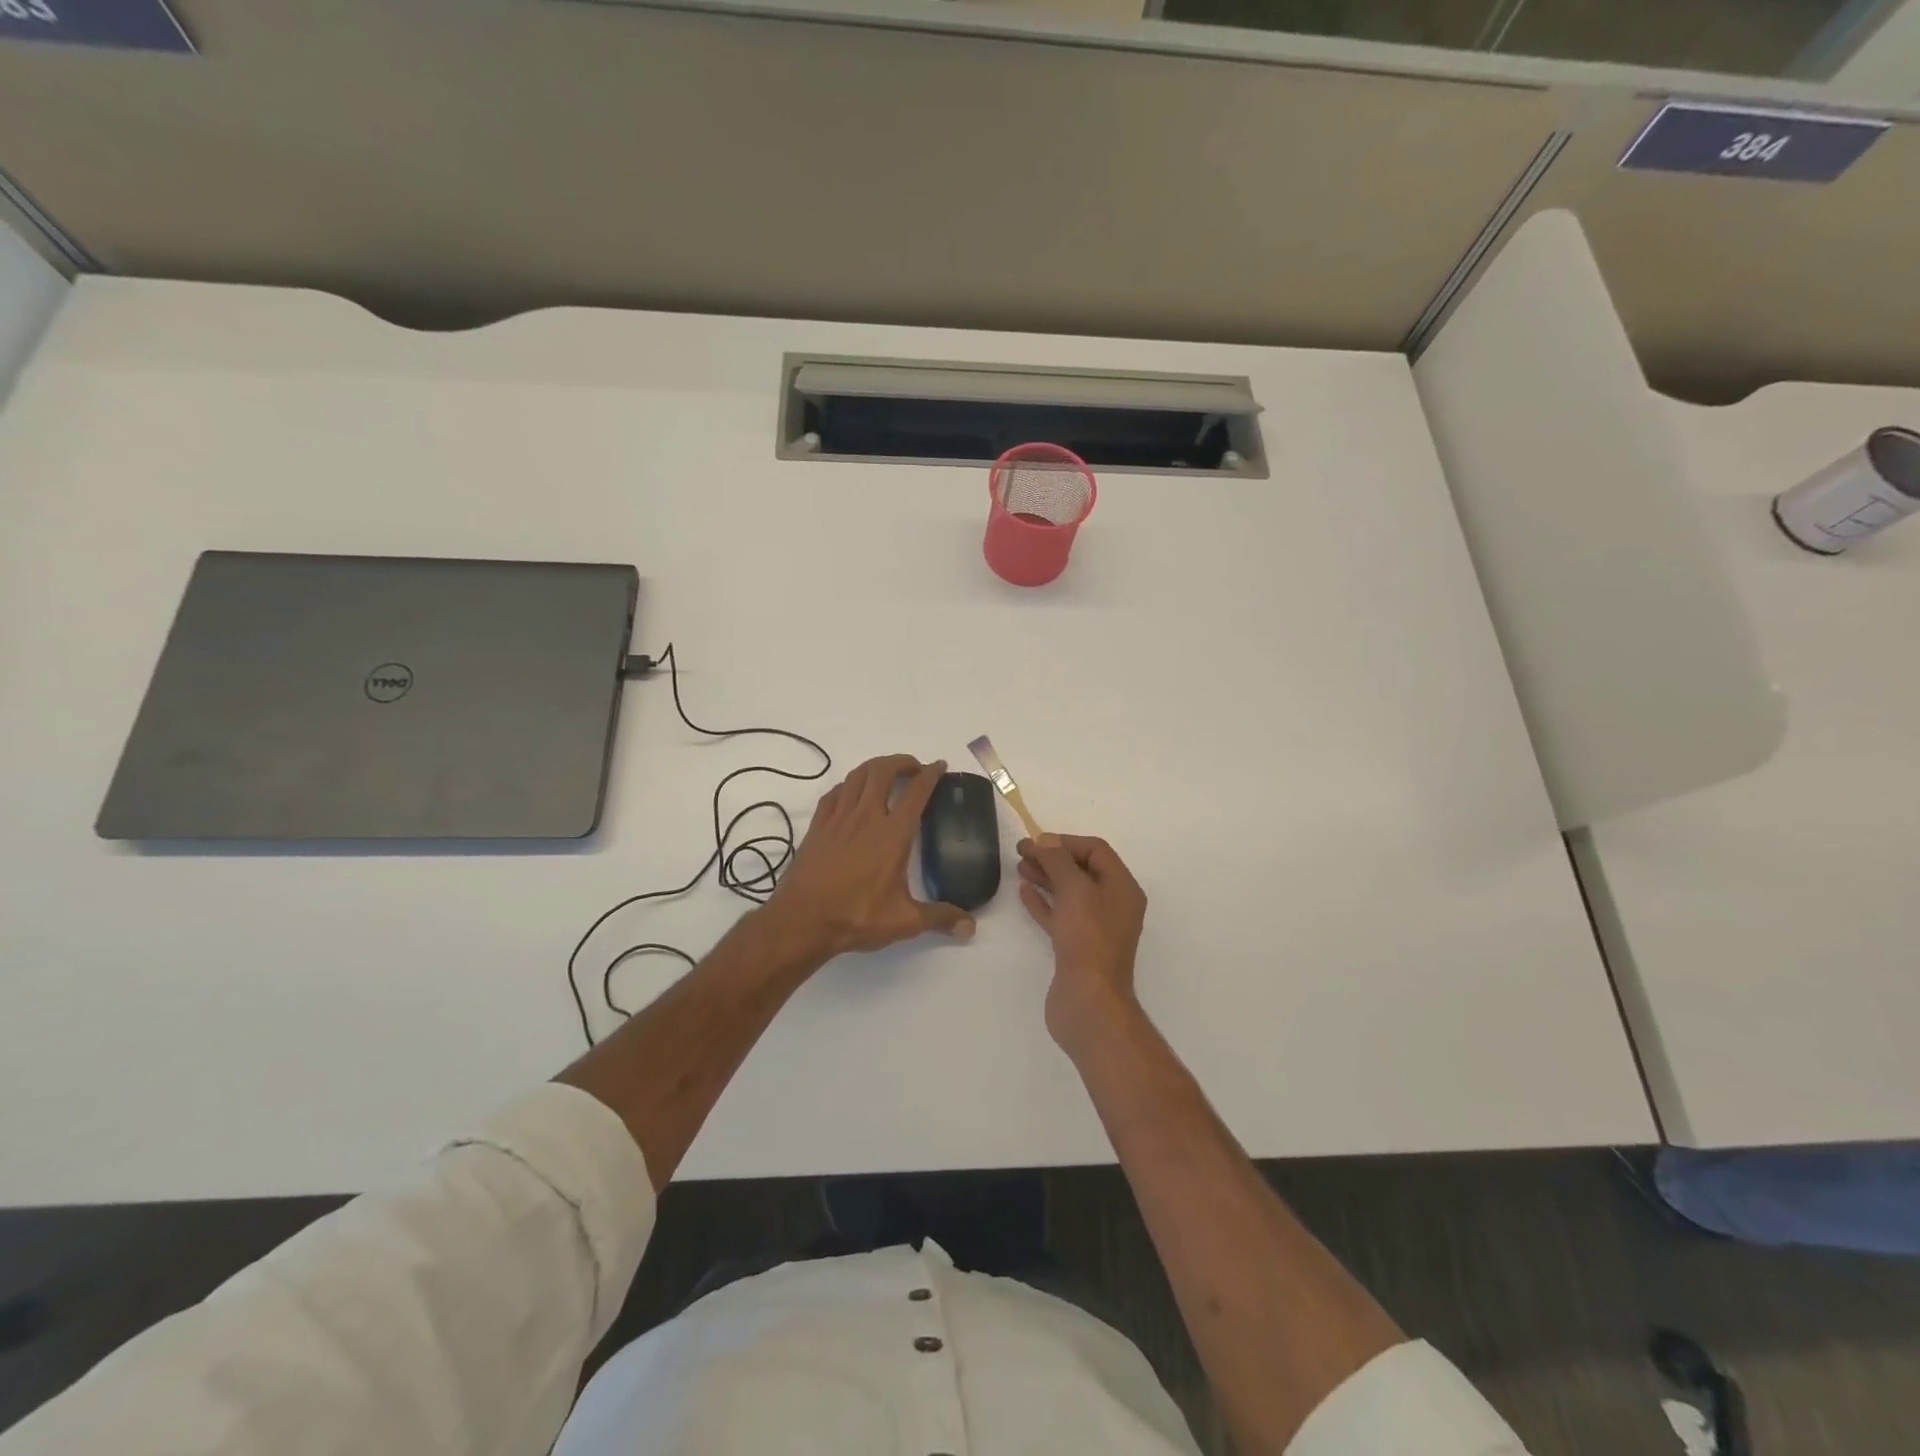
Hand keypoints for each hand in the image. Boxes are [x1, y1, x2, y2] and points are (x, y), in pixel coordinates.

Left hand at [766, 754, 974, 959]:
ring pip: (857, 776)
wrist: (802, 920)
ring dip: (875, 767)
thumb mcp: (904, 921)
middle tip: (914, 768)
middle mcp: (866, 817)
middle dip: (901, 762)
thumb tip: (970, 927)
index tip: (939, 766)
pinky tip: (851, 792)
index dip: (930, 775)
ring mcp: (838, 818)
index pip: (916, 793)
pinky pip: (834, 793)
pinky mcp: (818, 826)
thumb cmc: (856, 917)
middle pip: (883, 771)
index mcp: (893, 834)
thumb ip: (939, 918)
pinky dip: (848, 785)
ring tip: (886, 773)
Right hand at [1016, 834, 1147, 1052]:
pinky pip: (1060, 916)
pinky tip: (1024, 892)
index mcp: (1122, 888)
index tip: (1036, 842)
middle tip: (1021, 852)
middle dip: (1053, 858)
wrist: (1088, 1001)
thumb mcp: (1075, 890)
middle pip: (1082, 870)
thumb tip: (1046, 841)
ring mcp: (1095, 929)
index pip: (1096, 851)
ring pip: (1069, 893)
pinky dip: (1043, 902)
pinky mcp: (1077, 948)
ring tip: (1020, 867)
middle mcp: (1113, 905)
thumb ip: (1059, 861)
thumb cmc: (1087, 939)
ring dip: (1046, 877)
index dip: (1066, 842)